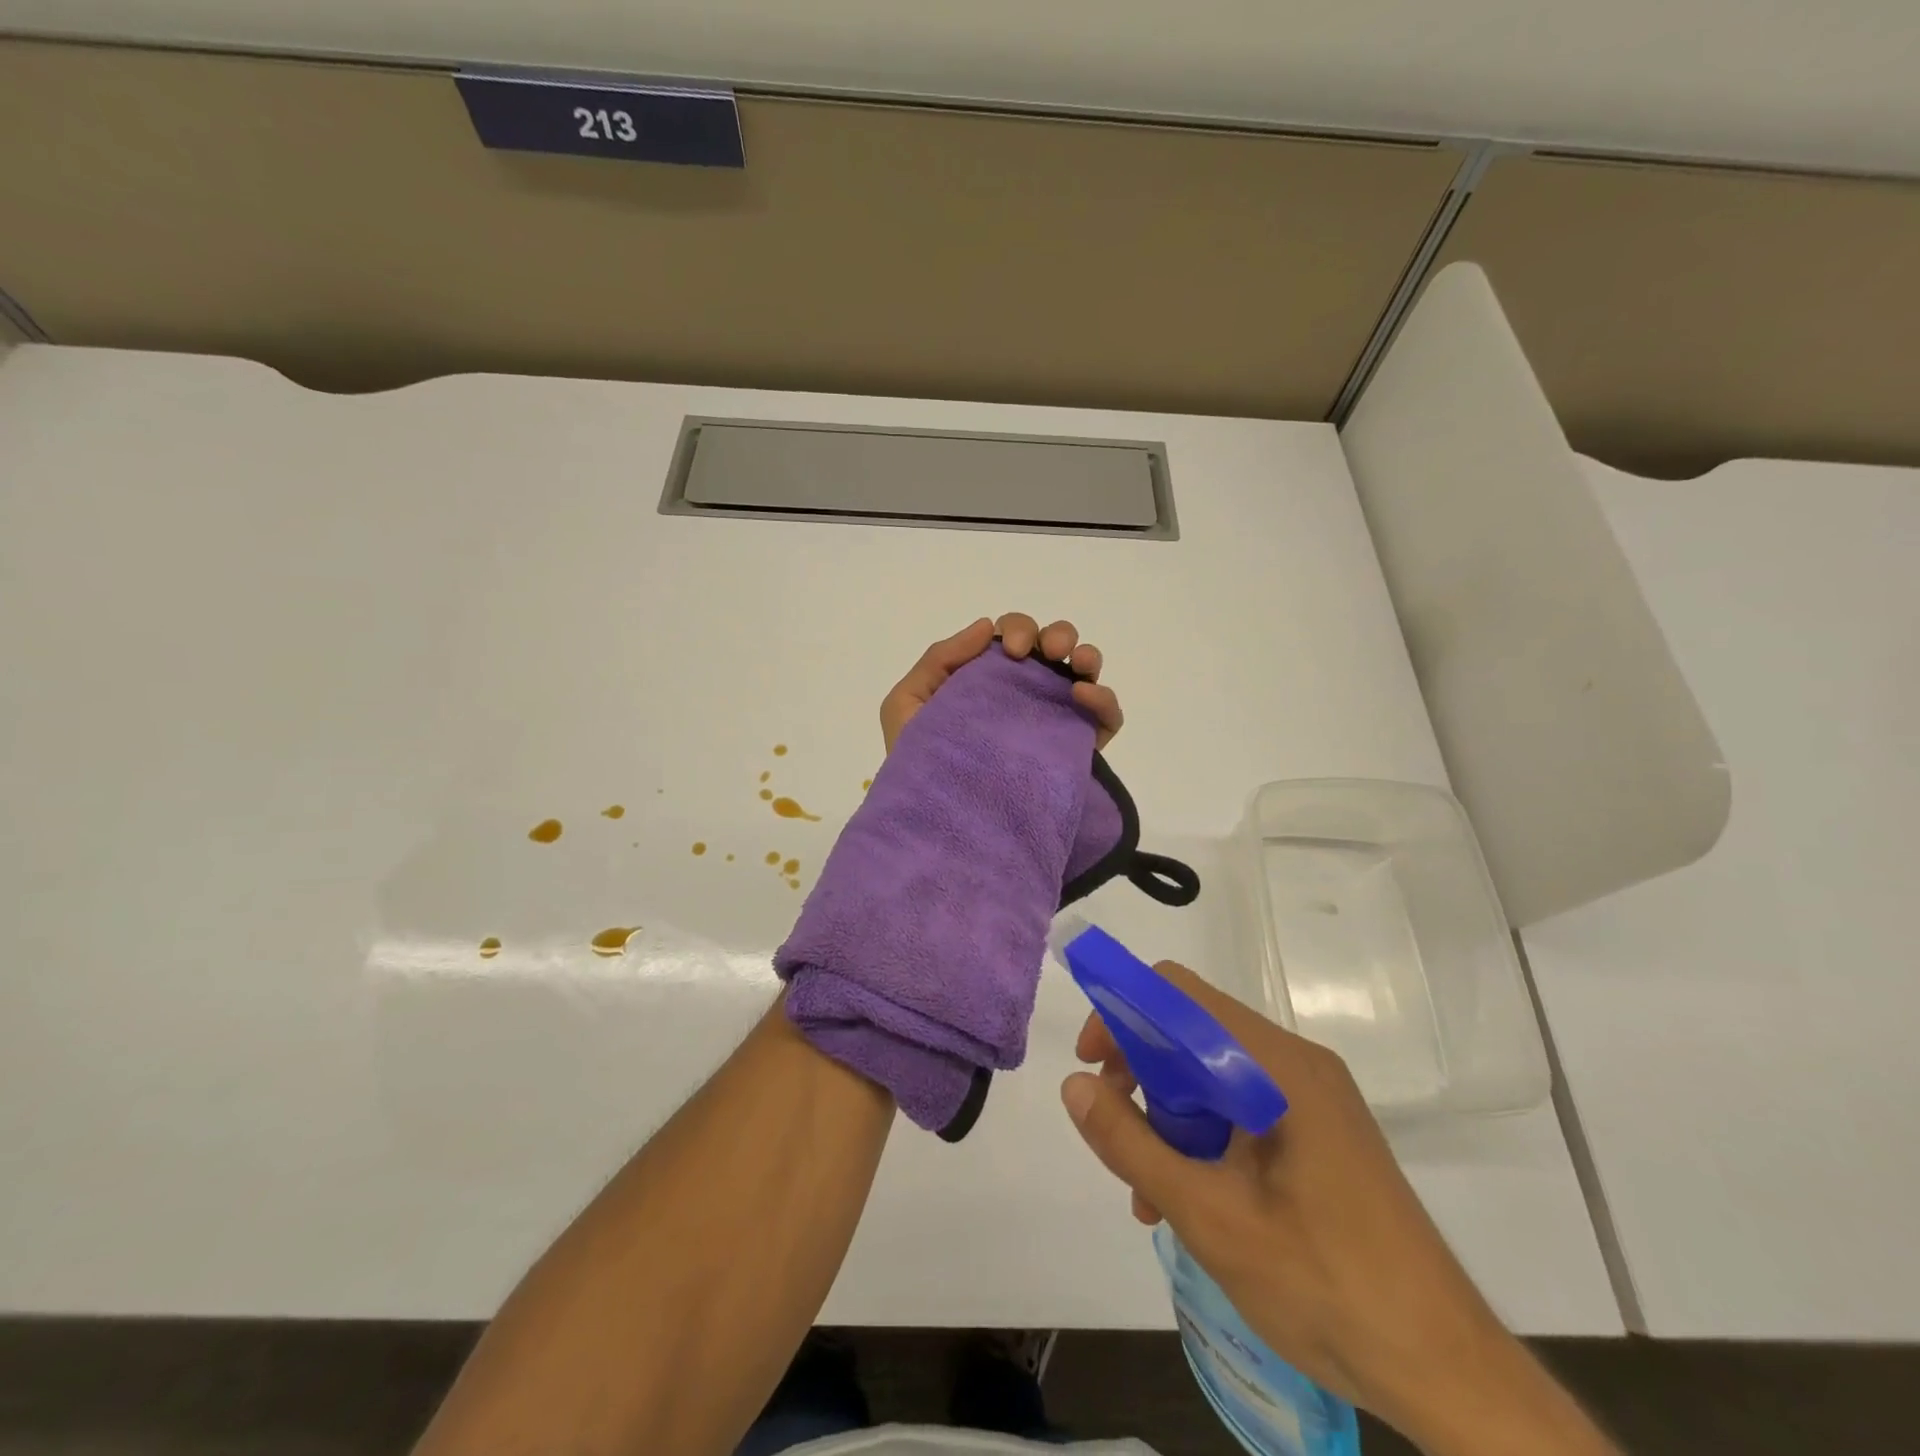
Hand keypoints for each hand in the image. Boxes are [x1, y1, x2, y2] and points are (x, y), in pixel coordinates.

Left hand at [878, 613, 1124, 754]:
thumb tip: (986, 627)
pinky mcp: (1077, 751)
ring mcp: (1053, 720)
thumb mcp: (907, 705)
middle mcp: (1023, 694)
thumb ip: (938, 660)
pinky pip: (1106, 718)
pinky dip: (1105, 700)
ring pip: (1083, 673)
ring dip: (1087, 656)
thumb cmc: (918, 764)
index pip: (1012, 638)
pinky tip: (1085, 697)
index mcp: (987, 679)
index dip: (1017, 631)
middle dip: (1056, 635)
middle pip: (1052, 646)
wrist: (940, 826)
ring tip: (1080, 666)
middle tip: (1045, 653)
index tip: (1012, 652)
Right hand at [1060, 964, 1611, 1455]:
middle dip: (1140, 1071)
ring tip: (1144, 1189)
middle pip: (1194, 1031)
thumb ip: (1131, 1144)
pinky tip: (1186, 1202)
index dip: (1123, 1013)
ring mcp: (1312, 1099)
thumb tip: (1073, 1085)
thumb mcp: (1209, 1216)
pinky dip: (1202, 1137)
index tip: (1091, 1065)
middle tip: (1111, 1128)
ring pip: (1212, 1074)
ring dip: (1167, 1114)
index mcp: (1277, 1065)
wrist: (1449, 1374)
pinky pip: (1240, 1108)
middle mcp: (1296, 1064)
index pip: (1179, 994)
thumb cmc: (1326, 1286)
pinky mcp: (1319, 1133)